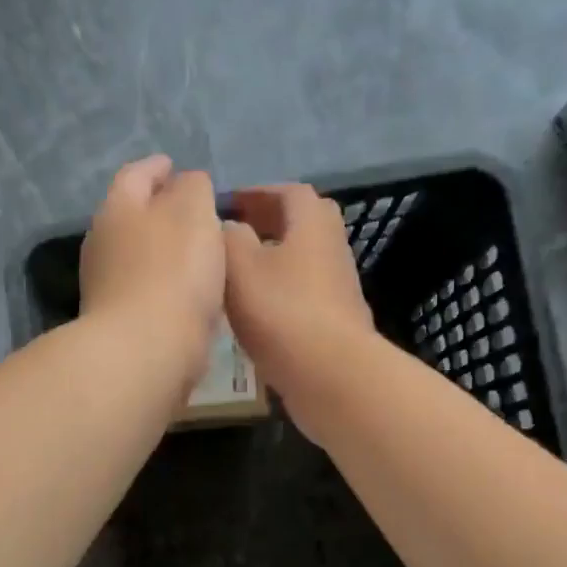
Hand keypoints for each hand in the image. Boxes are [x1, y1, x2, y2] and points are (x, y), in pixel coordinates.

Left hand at [79, 155, 225, 388]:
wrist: (145, 351)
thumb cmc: (173, 273)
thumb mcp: (194, 213)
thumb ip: (193, 189)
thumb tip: (187, 182)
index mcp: (118, 209)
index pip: (135, 175)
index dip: (157, 167)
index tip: (174, 166)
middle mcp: (102, 243)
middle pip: (131, 216)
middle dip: (158, 210)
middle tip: (191, 210)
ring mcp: (105, 286)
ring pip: (137, 255)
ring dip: (163, 250)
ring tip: (197, 252)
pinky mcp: (118, 322)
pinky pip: (145, 290)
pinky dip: (165, 284)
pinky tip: (188, 292)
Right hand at [223, 184, 375, 432]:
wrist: (330, 375)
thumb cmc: (282, 311)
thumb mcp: (239, 265)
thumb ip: (229, 237)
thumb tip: (230, 227)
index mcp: (312, 224)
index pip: (289, 192)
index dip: (257, 193)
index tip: (227, 204)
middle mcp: (332, 248)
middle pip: (302, 224)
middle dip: (269, 223)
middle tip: (235, 234)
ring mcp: (338, 287)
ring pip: (303, 261)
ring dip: (273, 260)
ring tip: (237, 274)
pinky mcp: (336, 321)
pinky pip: (304, 293)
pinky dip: (280, 292)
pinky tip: (255, 312)